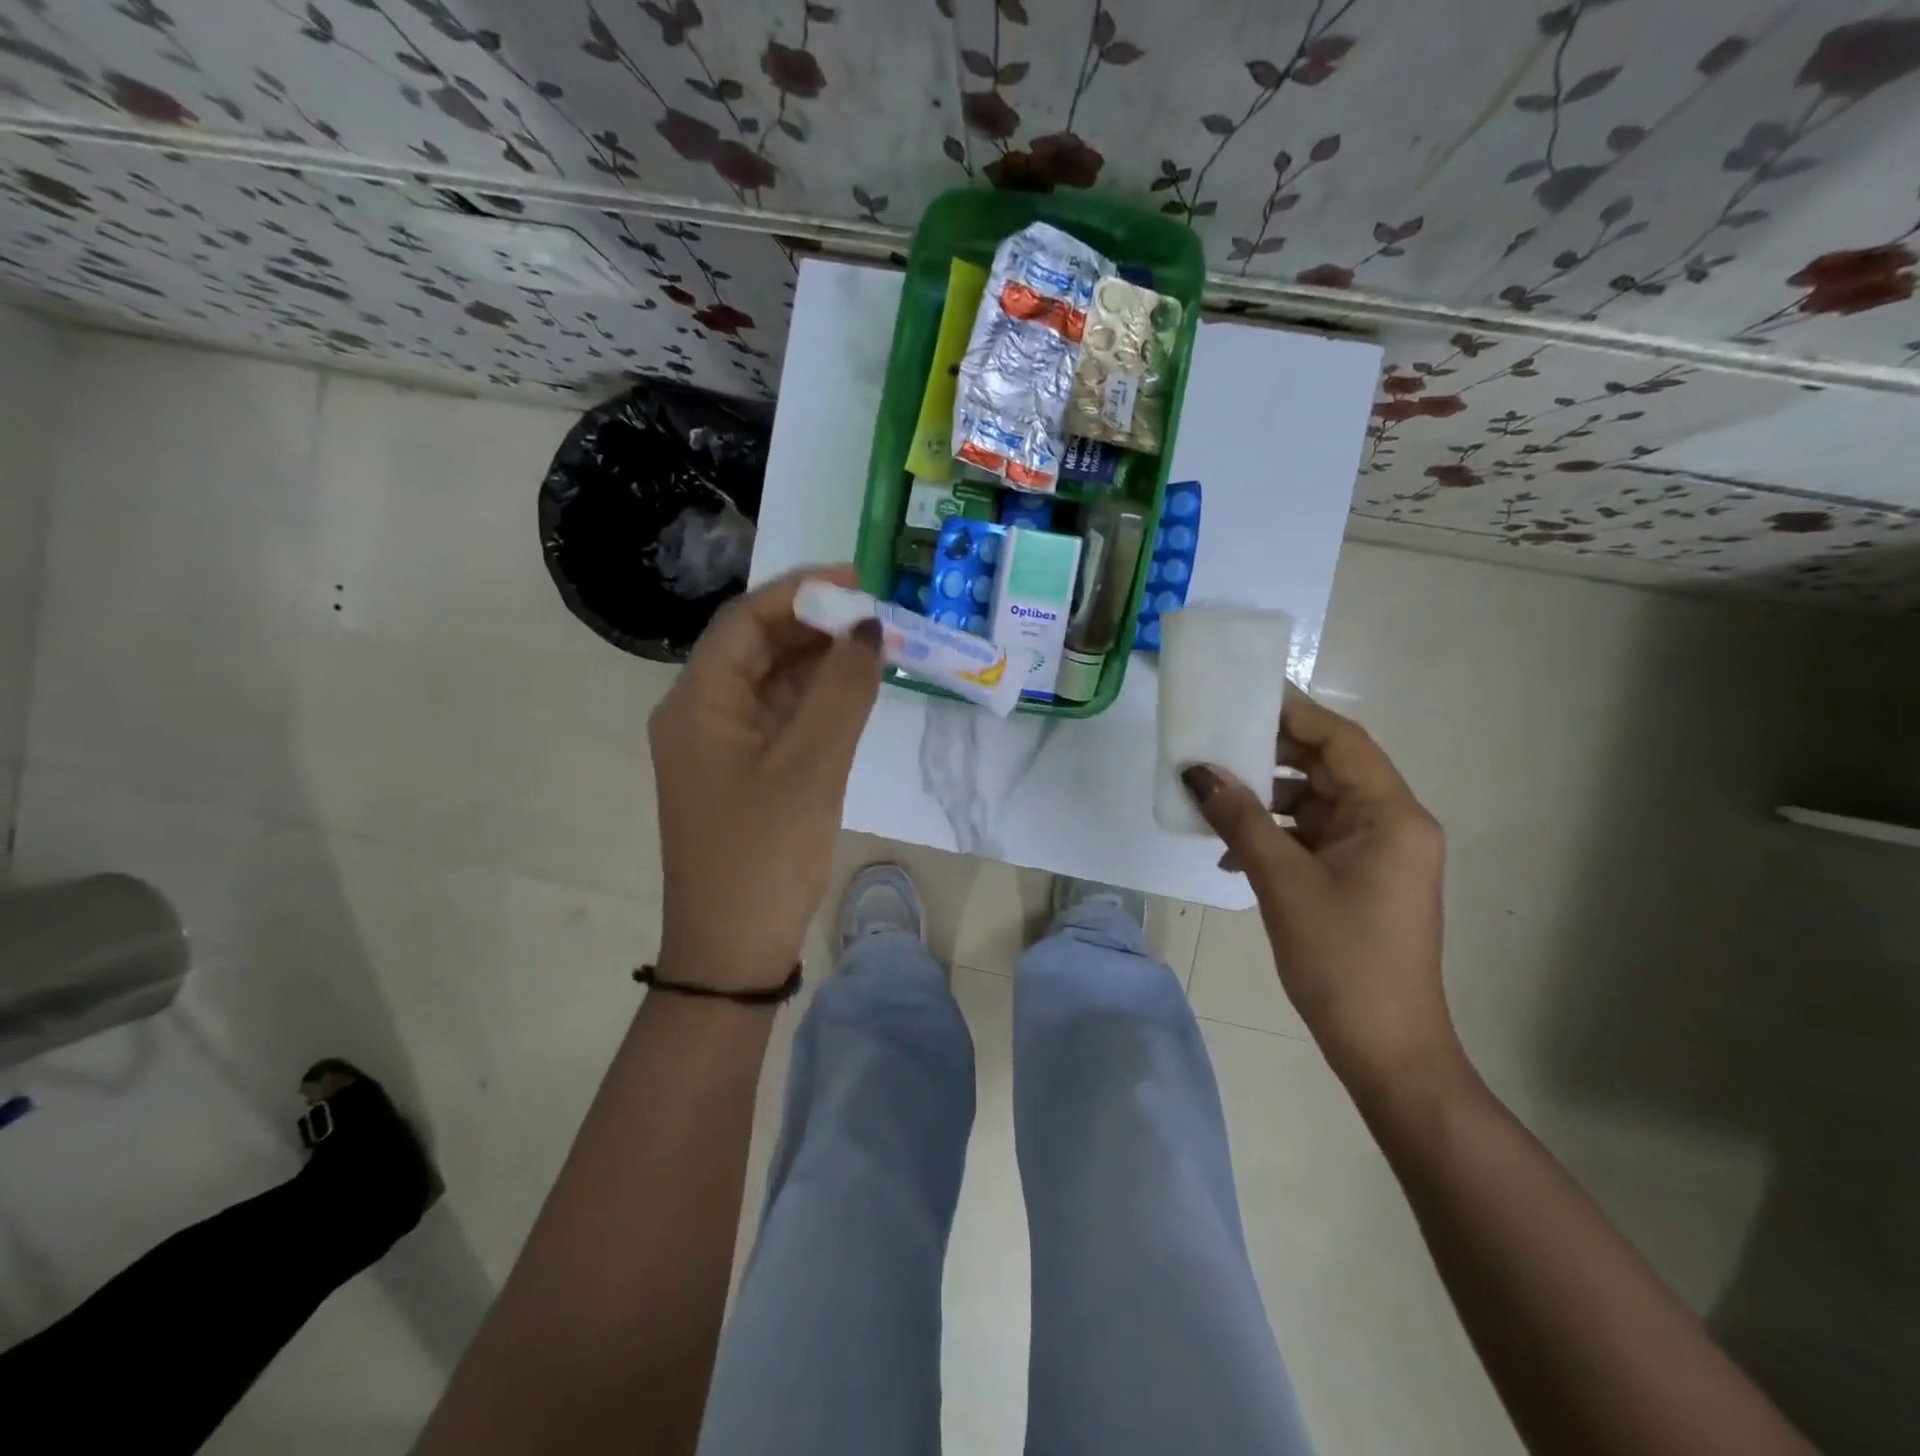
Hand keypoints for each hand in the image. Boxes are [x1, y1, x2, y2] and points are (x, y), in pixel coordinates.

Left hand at [648, 565, 882, 991]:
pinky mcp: (742, 770)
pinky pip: (779, 716)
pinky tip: (854, 690)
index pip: (746, 620)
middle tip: (878, 615)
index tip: (859, 580)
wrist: (732, 950)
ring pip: (772, 681)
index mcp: (698, 702)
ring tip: (876, 645)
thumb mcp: (812, 766)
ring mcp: (720, 744)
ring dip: (820, 661)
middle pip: (757, 646)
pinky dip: (816, 699)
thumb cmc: (765, 855)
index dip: (801, 592)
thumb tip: (870, 627)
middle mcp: (700, 712)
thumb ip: (843, 691)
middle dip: (816, 625)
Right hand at [1180, 691, 1457, 1095]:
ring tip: (1212, 800)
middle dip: (1270, 756)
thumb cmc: (1341, 959)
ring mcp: (1377, 854)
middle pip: (1328, 768)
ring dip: (1265, 802)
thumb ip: (1239, 818)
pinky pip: (1313, 838)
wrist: (1385, 1048)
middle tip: (1214, 744)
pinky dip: (1274, 837)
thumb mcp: (1282, 881)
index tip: (1242, 695)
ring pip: (1315, 804)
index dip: (1293, 713)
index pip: (1342, 741)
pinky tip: (1231, 855)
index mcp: (1390, 815)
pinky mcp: (1360, 879)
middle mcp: (1392, 824)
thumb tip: (1196, 770)